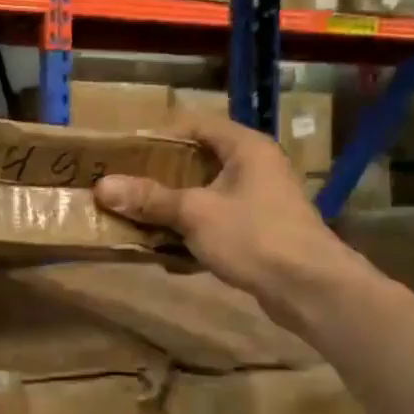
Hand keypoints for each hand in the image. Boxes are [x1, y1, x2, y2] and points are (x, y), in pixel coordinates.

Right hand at [93, 111, 352, 322]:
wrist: (311, 288)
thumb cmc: (254, 236)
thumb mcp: (195, 214)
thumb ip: (150, 199)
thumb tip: (102, 186)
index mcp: (245, 147)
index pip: (195, 124)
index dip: (159, 134)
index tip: (124, 151)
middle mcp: (255, 167)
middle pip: (198, 161)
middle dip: (160, 176)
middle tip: (124, 185)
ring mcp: (260, 201)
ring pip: (206, 195)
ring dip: (173, 208)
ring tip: (136, 217)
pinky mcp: (260, 233)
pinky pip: (217, 223)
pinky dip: (192, 233)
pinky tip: (166, 252)